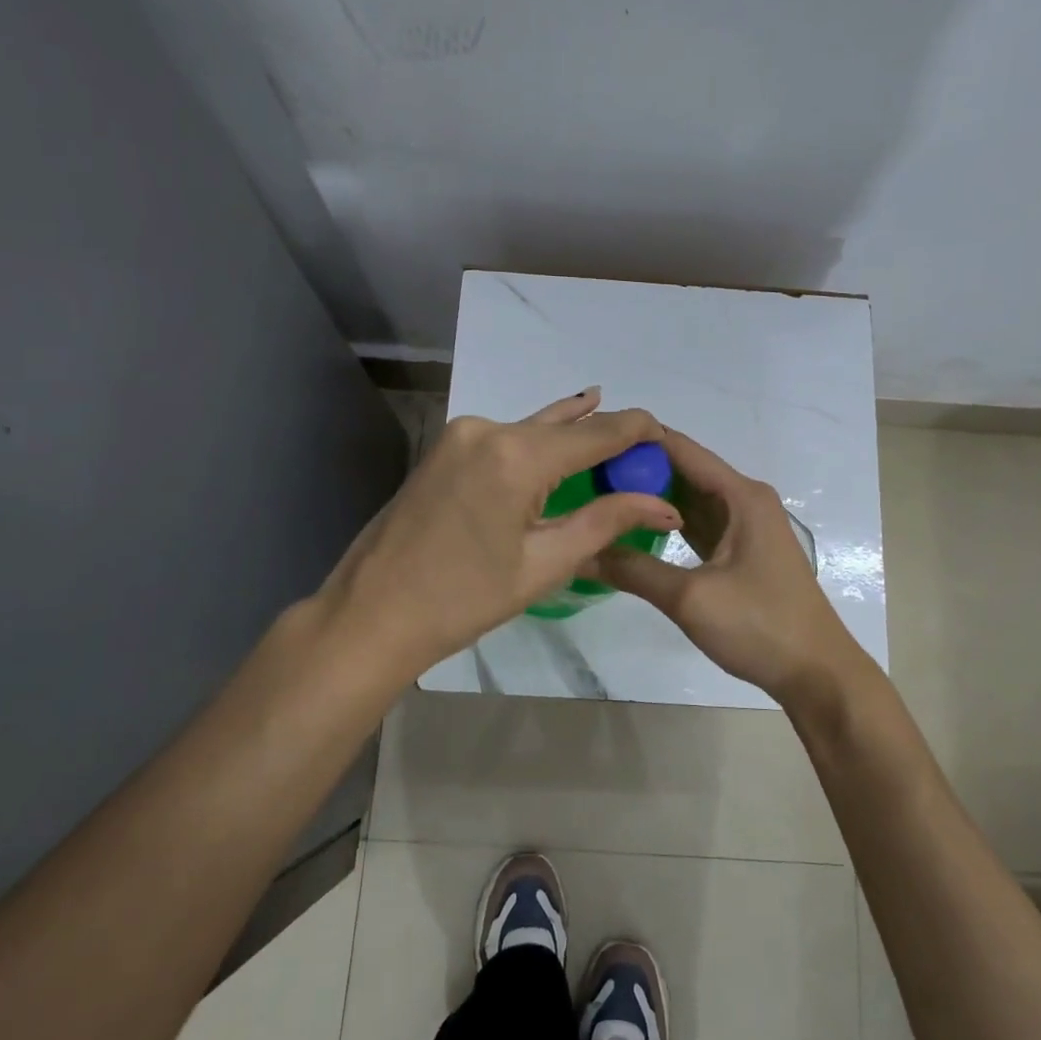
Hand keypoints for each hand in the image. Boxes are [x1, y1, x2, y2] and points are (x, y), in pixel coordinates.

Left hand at [315, 388, 678, 680]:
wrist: (372, 613)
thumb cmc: (463, 600)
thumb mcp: (544, 564)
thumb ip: (605, 522)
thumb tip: (663, 506)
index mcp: (515, 455)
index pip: (596, 432)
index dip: (637, 430)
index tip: (668, 437)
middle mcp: (488, 429)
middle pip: (564, 427)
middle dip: (606, 436)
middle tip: (645, 449)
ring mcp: (461, 435)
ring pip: (533, 429)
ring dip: (571, 438)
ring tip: (612, 435)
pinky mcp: (445, 448)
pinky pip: (506, 439)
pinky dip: (537, 446)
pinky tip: (558, 441)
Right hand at [597, 428, 869, 704]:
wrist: (816, 673)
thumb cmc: (760, 626)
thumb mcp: (691, 598)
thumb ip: (634, 570)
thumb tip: (580, 552)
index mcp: (741, 495)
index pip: (680, 449)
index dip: (637, 442)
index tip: (590, 445)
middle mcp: (745, 500)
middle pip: (684, 471)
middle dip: (637, 470)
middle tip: (583, 474)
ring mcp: (745, 526)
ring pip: (689, 499)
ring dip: (650, 497)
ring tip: (599, 494)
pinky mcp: (741, 551)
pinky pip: (698, 525)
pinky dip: (668, 523)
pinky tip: (633, 527)